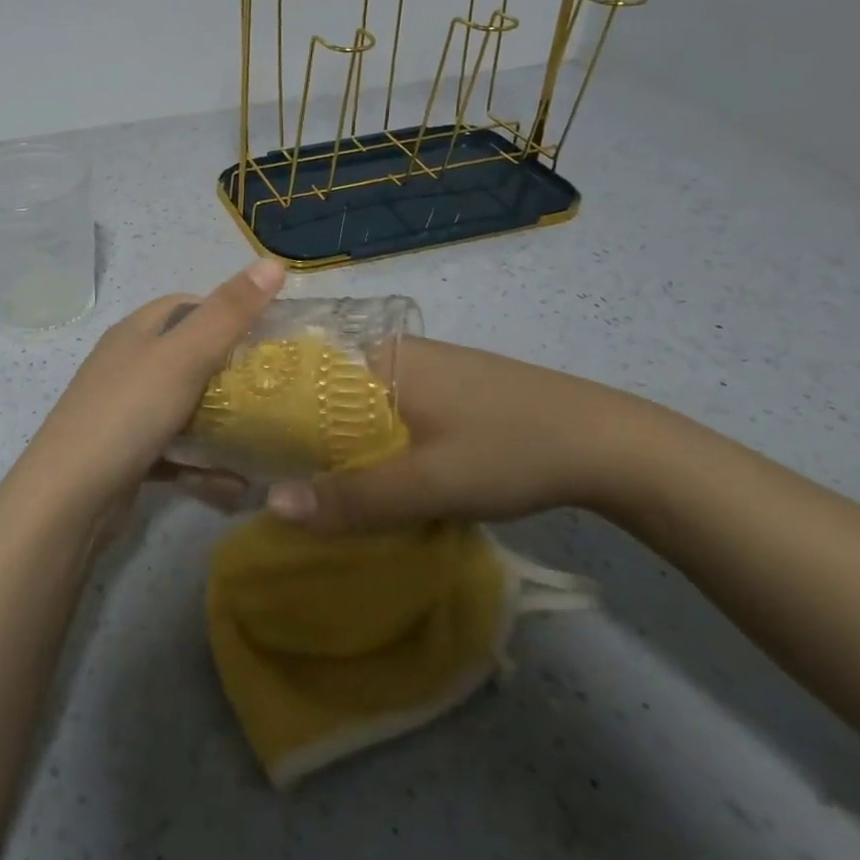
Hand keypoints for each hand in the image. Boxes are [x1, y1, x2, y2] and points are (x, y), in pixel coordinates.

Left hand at [11, 259, 286, 521]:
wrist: (67, 500)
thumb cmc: (127, 414)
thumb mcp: (183, 357)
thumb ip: (228, 313)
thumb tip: (274, 262)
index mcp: (136, 332)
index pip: (187, 305)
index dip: (228, 312)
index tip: (270, 336)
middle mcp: (128, 365)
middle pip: (188, 356)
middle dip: (231, 371)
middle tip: (275, 389)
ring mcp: (125, 411)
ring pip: (183, 405)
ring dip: (220, 421)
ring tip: (264, 435)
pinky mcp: (127, 454)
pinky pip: (175, 450)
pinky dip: (202, 462)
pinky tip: (233, 482)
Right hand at [263, 336, 675, 531]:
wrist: (611, 446)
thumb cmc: (511, 451)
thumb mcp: (428, 484)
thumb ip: (353, 497)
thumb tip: (271, 506)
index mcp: (378, 357)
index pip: (300, 376)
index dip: (271, 414)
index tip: (248, 452)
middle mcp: (392, 353)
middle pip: (326, 395)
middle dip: (304, 437)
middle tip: (277, 481)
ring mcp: (422, 370)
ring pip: (358, 408)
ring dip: (340, 445)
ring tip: (316, 486)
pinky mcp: (446, 391)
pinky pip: (387, 414)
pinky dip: (372, 443)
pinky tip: (374, 475)